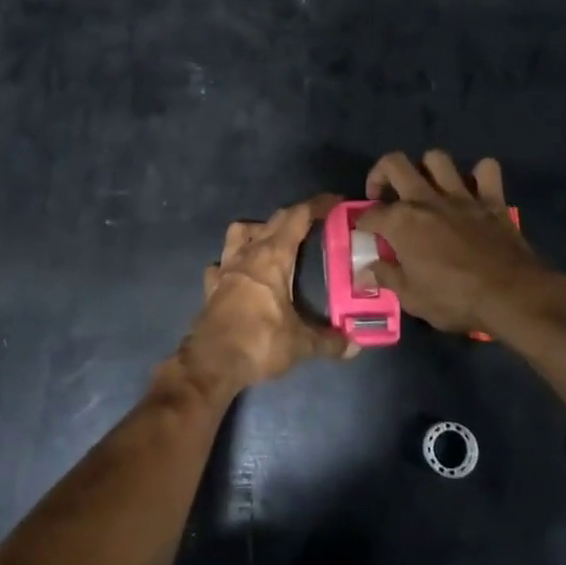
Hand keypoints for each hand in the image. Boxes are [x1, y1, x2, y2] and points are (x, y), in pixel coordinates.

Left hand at [182, 195, 358, 392]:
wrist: (211, 363)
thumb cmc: (259, 342)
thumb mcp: (300, 343)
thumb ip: (328, 341)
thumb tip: (354, 345)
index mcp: (273, 256)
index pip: (297, 217)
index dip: (317, 205)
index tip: (335, 201)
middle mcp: (248, 254)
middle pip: (272, 221)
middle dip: (294, 216)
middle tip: (314, 222)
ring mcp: (225, 268)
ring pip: (239, 233)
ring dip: (256, 230)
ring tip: (272, 242)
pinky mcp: (211, 287)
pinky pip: (221, 264)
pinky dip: (231, 263)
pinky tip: (240, 274)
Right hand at [356, 151, 565, 335]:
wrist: (511, 296)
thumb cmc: (455, 300)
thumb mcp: (412, 298)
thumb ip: (387, 277)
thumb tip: (368, 268)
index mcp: (401, 222)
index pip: (369, 213)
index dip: (361, 222)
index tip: (363, 232)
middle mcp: (426, 199)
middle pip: (394, 164)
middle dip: (381, 174)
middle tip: (383, 194)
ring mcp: (461, 195)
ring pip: (437, 159)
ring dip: (427, 169)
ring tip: (426, 187)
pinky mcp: (491, 199)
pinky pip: (487, 170)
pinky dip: (480, 175)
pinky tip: (473, 189)